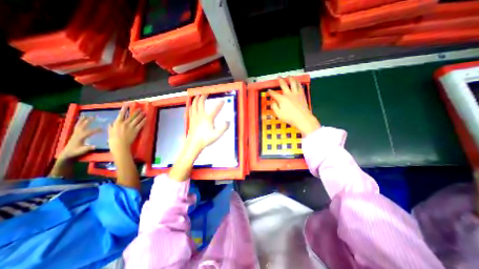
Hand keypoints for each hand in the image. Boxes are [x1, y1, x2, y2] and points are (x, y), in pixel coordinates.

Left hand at [59, 117, 100, 160]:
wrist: (66, 154)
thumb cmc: (75, 152)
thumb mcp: (81, 151)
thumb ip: (87, 148)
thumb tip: (95, 146)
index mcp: (80, 137)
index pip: (89, 132)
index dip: (95, 130)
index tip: (102, 129)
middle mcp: (77, 134)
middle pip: (83, 126)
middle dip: (88, 121)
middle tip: (94, 117)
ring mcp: (75, 134)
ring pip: (79, 125)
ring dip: (83, 120)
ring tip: (86, 116)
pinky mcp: (75, 134)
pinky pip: (77, 126)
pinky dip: (80, 122)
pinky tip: (82, 120)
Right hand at [109, 106, 145, 153]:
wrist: (120, 145)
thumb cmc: (113, 139)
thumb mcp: (110, 131)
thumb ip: (111, 127)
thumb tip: (111, 123)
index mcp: (117, 123)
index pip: (121, 114)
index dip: (124, 109)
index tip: (127, 105)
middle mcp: (124, 123)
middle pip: (132, 116)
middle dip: (137, 112)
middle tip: (140, 109)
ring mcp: (131, 127)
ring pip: (137, 119)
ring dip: (141, 115)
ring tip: (145, 113)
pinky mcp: (136, 130)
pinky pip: (141, 125)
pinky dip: (144, 121)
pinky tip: (146, 119)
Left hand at [167, 93, 228, 181]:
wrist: (194, 144)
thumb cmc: (206, 139)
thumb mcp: (217, 135)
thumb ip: (223, 128)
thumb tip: (228, 121)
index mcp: (208, 118)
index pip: (215, 109)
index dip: (220, 104)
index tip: (223, 100)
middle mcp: (200, 115)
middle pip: (201, 103)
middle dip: (203, 96)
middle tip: (206, 93)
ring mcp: (194, 117)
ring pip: (194, 105)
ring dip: (196, 99)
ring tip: (198, 95)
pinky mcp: (191, 120)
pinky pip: (190, 110)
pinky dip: (192, 105)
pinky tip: (192, 104)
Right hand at [269, 76, 320, 136]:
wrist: (302, 118)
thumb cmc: (289, 117)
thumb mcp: (278, 114)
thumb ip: (274, 107)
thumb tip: (273, 101)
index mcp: (282, 99)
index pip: (274, 94)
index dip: (271, 92)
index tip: (269, 90)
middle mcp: (288, 94)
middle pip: (284, 85)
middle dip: (280, 80)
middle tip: (279, 77)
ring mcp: (296, 94)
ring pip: (293, 83)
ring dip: (290, 78)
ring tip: (289, 76)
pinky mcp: (302, 95)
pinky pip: (300, 86)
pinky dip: (298, 83)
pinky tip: (297, 81)